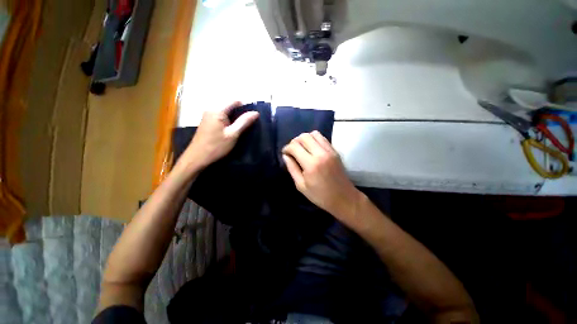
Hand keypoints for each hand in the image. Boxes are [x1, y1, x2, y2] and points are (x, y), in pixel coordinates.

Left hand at [180, 101, 258, 170]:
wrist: (197, 157)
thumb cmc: (216, 146)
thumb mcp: (233, 134)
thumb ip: (244, 122)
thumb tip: (255, 112)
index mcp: (217, 110)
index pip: (234, 101)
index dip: (245, 106)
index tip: (253, 115)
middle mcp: (211, 109)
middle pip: (229, 105)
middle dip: (240, 112)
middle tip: (248, 123)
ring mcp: (207, 115)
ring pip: (225, 111)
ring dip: (234, 117)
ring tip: (242, 126)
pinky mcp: (207, 121)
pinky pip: (220, 116)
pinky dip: (228, 120)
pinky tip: (232, 129)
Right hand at [282, 131, 361, 222]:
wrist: (344, 198)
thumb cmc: (320, 196)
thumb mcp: (301, 186)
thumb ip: (292, 168)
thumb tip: (285, 156)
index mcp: (311, 164)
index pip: (294, 146)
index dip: (287, 148)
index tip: (285, 154)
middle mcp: (321, 153)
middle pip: (304, 136)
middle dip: (295, 142)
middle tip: (293, 151)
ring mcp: (330, 150)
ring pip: (314, 134)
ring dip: (305, 139)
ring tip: (302, 148)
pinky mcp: (335, 151)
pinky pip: (322, 138)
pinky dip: (314, 140)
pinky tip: (312, 149)